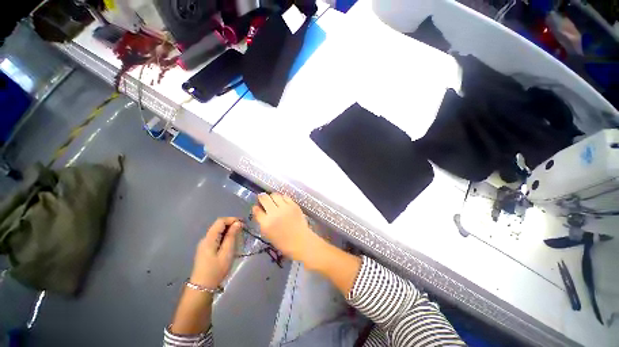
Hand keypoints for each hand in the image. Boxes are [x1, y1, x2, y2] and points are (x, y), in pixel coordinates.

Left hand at [190, 217, 241, 288]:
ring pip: (217, 231)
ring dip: (228, 230)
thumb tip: (237, 223)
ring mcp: (204, 244)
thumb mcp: (227, 252)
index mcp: (210, 238)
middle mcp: (205, 238)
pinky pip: (216, 237)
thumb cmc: (216, 269)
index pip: (221, 221)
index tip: (243, 223)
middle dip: (231, 224)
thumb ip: (232, 236)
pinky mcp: (205, 249)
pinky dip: (224, 236)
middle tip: (243, 229)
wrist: (202, 287)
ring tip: (238, 235)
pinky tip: (230, 242)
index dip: (232, 219)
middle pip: (218, 225)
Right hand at [252, 193, 326, 268]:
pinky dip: (282, 197)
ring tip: (272, 198)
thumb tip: (260, 212)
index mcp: (266, 223)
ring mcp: (285, 208)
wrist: (300, 241)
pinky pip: (285, 197)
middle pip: (265, 199)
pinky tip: (282, 200)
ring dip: (272, 196)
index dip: (255, 207)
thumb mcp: (268, 234)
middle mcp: (274, 213)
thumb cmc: (283, 242)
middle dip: (261, 197)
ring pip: (275, 195)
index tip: (256, 206)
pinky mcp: (293, 205)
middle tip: (262, 197)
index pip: (257, 211)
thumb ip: (263, 222)